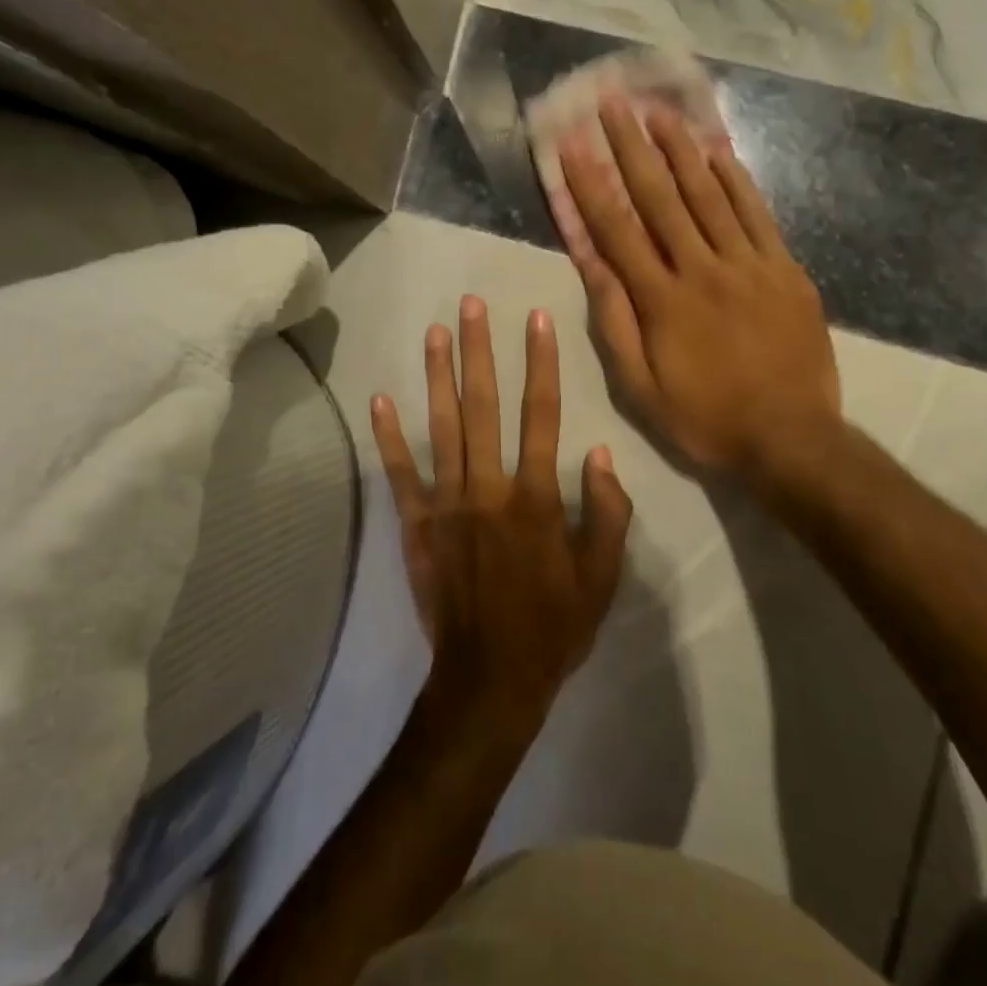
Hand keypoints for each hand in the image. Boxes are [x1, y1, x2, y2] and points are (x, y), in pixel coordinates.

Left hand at [370, 297, 634, 737]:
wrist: (489, 680)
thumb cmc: (552, 628)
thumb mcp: (600, 579)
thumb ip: (606, 515)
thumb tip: (602, 456)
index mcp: (536, 498)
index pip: (542, 415)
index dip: (541, 363)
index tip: (535, 319)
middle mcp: (489, 488)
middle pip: (484, 406)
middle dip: (479, 351)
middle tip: (471, 305)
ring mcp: (447, 504)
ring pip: (442, 427)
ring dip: (438, 376)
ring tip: (435, 331)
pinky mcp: (416, 525)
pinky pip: (400, 474)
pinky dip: (389, 437)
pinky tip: (379, 399)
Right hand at [559, 97, 843, 488]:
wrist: (792, 439)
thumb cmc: (705, 418)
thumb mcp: (641, 387)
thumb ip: (615, 321)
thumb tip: (590, 262)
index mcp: (663, 300)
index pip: (617, 229)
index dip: (590, 183)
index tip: (572, 144)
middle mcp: (703, 269)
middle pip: (662, 197)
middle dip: (632, 147)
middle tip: (614, 103)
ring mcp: (750, 265)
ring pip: (710, 195)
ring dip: (682, 149)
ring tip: (660, 112)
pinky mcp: (785, 269)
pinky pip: (757, 214)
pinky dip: (736, 179)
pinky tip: (720, 150)